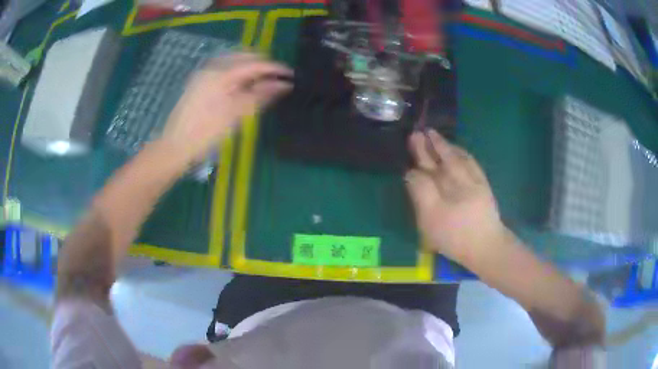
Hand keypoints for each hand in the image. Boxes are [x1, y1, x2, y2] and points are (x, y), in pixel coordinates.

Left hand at [161, 53, 291, 161]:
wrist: (175, 146)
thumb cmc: (206, 133)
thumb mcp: (236, 114)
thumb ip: (260, 95)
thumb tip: (284, 84)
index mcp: (222, 74)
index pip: (255, 63)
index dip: (275, 68)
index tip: (291, 75)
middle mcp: (212, 67)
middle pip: (244, 57)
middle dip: (262, 65)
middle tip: (277, 79)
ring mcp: (203, 73)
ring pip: (233, 62)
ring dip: (249, 69)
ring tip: (261, 83)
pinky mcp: (198, 82)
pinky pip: (223, 69)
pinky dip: (236, 74)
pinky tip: (241, 86)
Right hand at [405, 129, 506, 264]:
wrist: (487, 247)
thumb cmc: (456, 236)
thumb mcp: (431, 219)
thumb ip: (421, 193)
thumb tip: (412, 173)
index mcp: (445, 185)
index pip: (428, 166)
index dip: (420, 154)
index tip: (412, 141)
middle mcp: (460, 178)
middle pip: (442, 158)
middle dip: (430, 146)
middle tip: (419, 133)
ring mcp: (474, 182)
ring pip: (458, 158)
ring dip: (447, 147)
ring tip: (436, 137)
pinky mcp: (484, 188)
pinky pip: (472, 165)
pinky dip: (463, 155)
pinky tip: (459, 153)